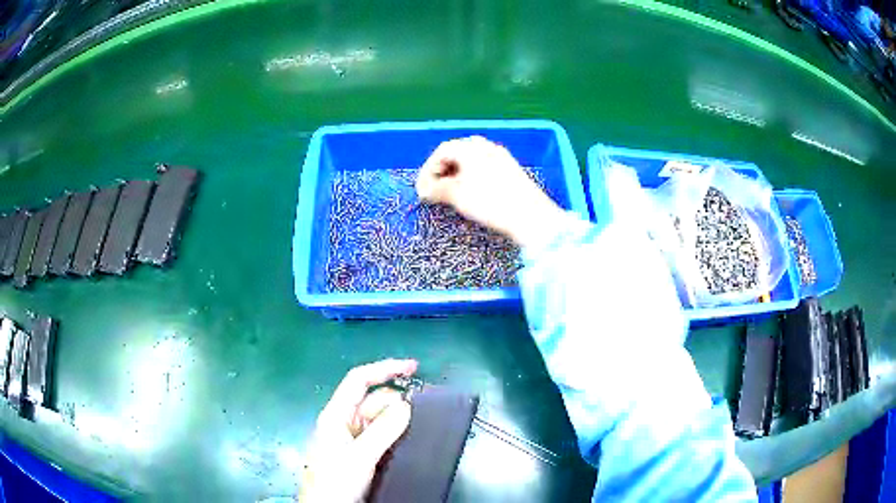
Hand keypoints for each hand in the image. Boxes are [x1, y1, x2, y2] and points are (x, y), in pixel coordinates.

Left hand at [299, 359, 417, 502]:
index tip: (413, 367)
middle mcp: (342, 422)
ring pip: (377, 419)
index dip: (384, 369)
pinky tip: (409, 439)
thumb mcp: (360, 456)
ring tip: (421, 425)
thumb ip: (383, 430)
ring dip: (397, 418)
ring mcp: (350, 439)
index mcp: (336, 415)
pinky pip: (379, 435)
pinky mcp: (358, 453)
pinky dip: (394, 433)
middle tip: (425, 410)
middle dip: (396, 400)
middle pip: (372, 400)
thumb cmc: (336, 480)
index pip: (359, 381)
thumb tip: (407, 405)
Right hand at [416, 136, 564, 247]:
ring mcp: (500, 156)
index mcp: (470, 147)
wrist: (531, 216)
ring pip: (470, 161)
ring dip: (455, 175)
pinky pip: (483, 167)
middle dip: (441, 172)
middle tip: (434, 191)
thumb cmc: (490, 202)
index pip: (441, 152)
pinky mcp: (510, 169)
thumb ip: (436, 189)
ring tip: (450, 194)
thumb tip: (424, 189)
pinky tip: (471, 193)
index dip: (427, 170)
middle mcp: (485, 146)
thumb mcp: (457, 195)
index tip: (422, 189)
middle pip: (455, 153)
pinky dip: (471, 178)